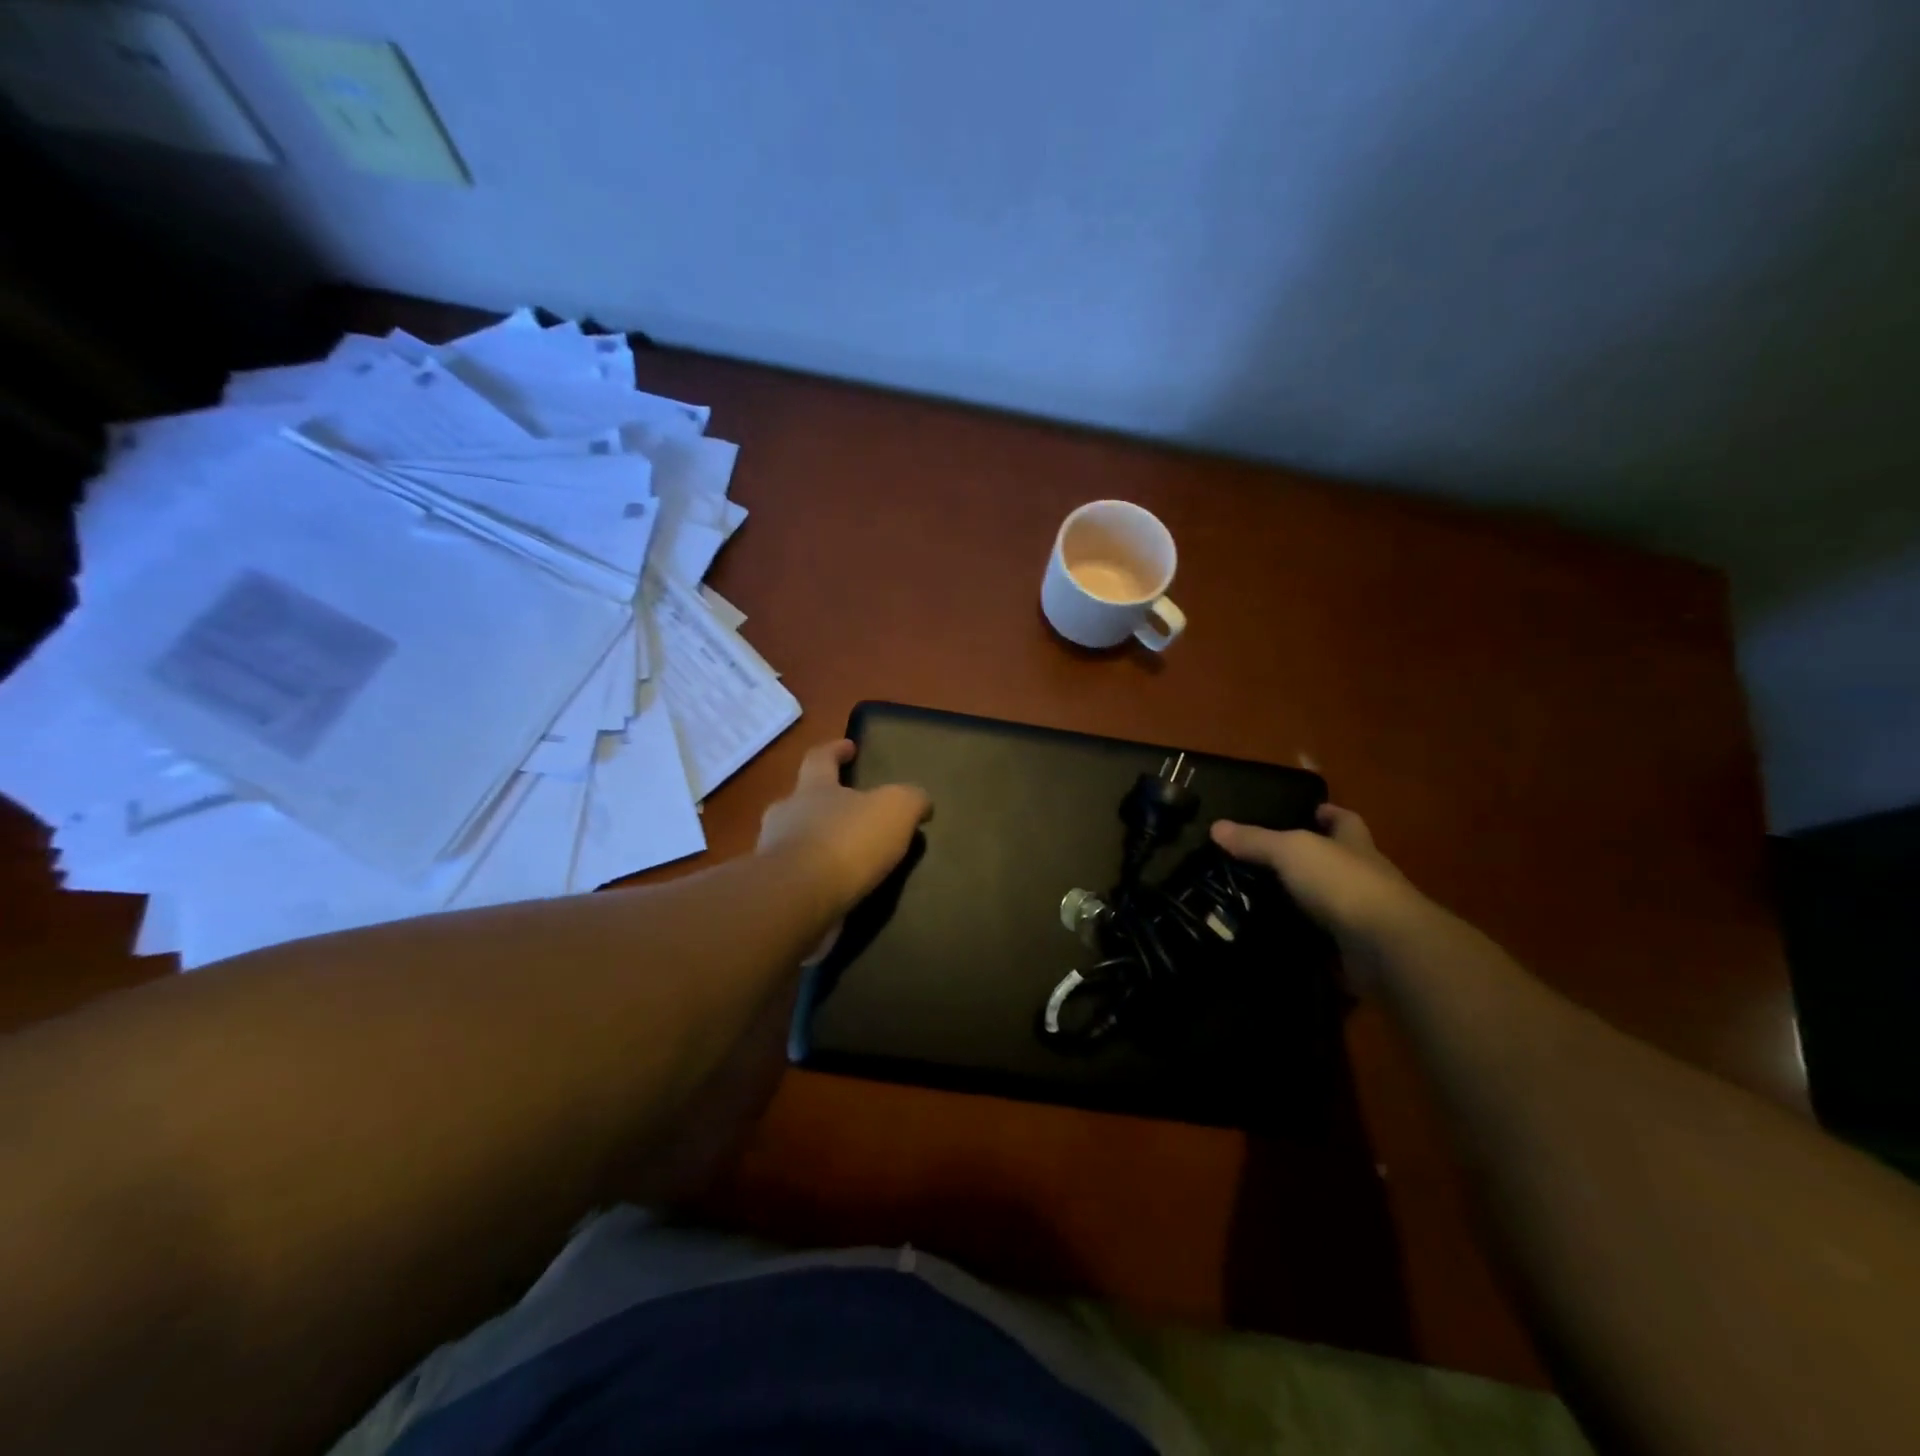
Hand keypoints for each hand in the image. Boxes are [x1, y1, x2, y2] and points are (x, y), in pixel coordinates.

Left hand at [757, 739, 930, 913]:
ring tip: (848, 861)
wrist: (798, 899)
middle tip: (848, 813)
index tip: (849, 747)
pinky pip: (797, 879)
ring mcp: (773, 855)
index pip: (820, 757)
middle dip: (822, 804)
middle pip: (801, 801)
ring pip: (795, 842)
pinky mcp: (774, 892)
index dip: (835, 750)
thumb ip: (910, 799)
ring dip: (818, 846)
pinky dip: (816, 882)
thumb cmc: (847, 841)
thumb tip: (921, 802)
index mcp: (813, 787)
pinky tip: (838, 892)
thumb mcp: (895, 809)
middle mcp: (786, 815)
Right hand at [1211, 804, 1423, 946]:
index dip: (1329, 814)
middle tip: (1269, 861)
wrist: (1386, 947)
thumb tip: (1216, 826)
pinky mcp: (1358, 951)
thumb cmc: (1342, 883)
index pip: (1345, 821)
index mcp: (1355, 845)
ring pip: (1332, 902)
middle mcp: (1365, 877)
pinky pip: (1327, 941)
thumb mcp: (1291, 851)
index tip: (1309, 811)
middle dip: (1314, 859)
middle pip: (1340, 861)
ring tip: (1264, 901)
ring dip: (1307, 903)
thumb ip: (1256, 841)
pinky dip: (1307, 941)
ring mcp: (1365, 916)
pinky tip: (1278, 940)